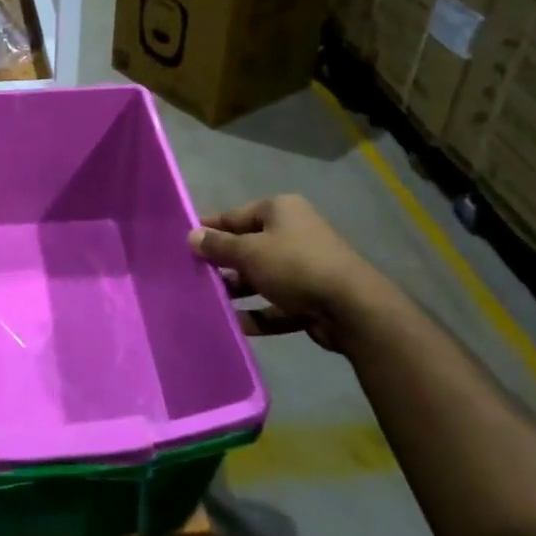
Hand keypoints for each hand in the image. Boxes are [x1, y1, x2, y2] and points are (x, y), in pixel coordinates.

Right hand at [189, 194, 374, 348]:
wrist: (352, 308)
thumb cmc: (294, 266)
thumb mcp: (249, 252)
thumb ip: (218, 245)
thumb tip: (191, 235)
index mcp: (280, 210)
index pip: (235, 215)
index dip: (210, 229)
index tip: (184, 244)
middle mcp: (294, 232)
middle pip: (248, 246)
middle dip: (223, 263)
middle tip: (193, 277)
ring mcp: (305, 266)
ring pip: (262, 276)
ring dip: (238, 290)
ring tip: (210, 303)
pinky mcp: (312, 297)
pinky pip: (277, 303)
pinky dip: (258, 312)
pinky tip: (236, 324)